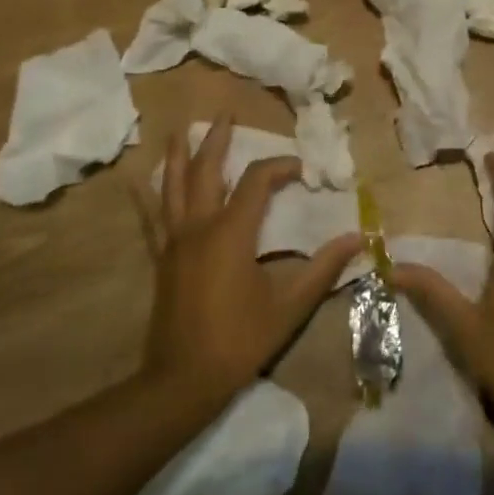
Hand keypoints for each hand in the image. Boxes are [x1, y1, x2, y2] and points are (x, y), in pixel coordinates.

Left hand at [141, 115, 361, 406]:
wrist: (183, 381)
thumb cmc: (239, 340)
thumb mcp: (289, 306)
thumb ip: (323, 269)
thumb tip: (357, 237)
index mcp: (232, 233)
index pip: (258, 181)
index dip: (281, 166)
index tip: (301, 170)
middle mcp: (200, 226)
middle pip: (208, 170)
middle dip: (217, 139)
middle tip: (225, 114)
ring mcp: (175, 241)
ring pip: (174, 186)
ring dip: (179, 156)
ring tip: (179, 130)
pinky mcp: (162, 258)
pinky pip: (152, 218)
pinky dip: (146, 197)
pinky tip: (136, 181)